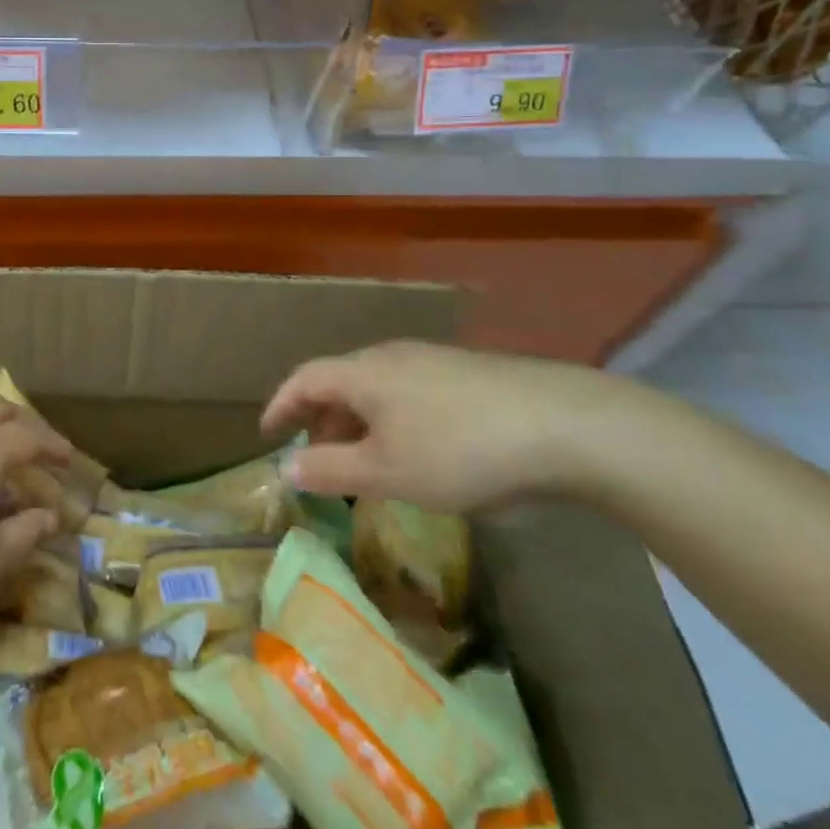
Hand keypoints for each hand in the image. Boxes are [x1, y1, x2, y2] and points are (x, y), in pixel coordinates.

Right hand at [261, 339, 650, 511]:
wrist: (563, 425)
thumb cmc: (458, 449)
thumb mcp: (387, 472)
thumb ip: (330, 469)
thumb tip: (285, 468)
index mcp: (362, 372)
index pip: (304, 379)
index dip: (280, 405)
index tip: (267, 435)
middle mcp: (390, 356)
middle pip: (340, 383)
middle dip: (321, 421)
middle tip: (319, 463)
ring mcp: (431, 361)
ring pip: (376, 390)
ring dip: (359, 424)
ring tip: (366, 465)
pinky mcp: (465, 375)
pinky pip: (408, 394)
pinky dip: (392, 421)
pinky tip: (417, 453)